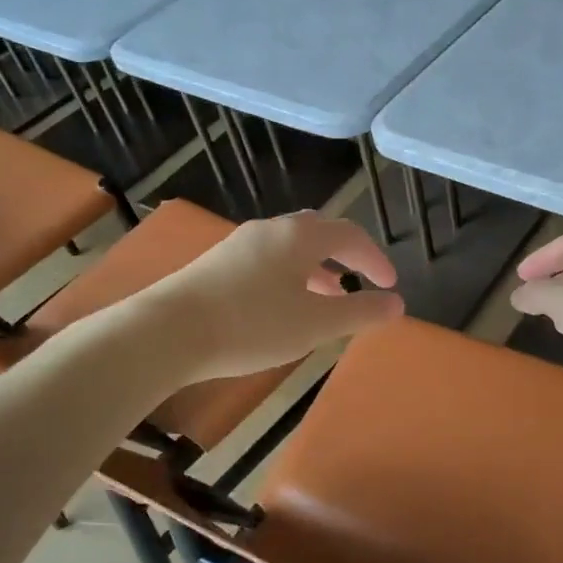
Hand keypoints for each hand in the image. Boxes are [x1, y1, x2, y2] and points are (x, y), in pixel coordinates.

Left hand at [128, 211, 402, 382]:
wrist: (165, 332)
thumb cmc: (251, 324)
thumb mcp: (315, 324)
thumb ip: (360, 312)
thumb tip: (397, 304)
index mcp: (300, 236)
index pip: (350, 235)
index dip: (375, 258)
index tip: (390, 285)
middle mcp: (270, 230)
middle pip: (318, 232)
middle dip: (344, 256)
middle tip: (359, 282)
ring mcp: (239, 244)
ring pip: (290, 248)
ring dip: (316, 269)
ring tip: (326, 299)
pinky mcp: (215, 263)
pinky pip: (266, 261)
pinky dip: (289, 276)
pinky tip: (282, 307)